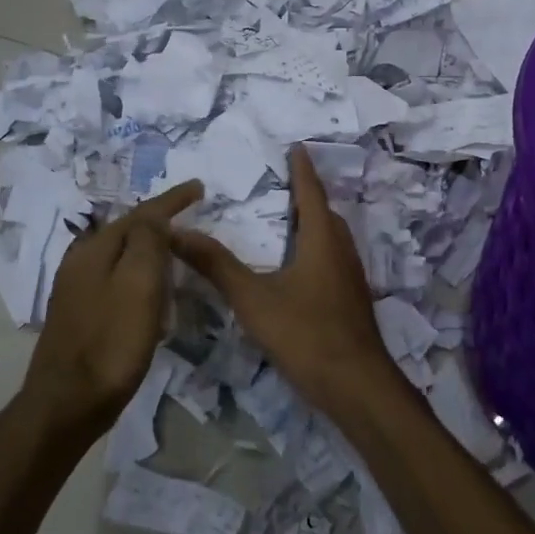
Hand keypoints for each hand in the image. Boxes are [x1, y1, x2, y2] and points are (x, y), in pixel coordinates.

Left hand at [22, 181, 202, 441]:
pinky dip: (137, 271)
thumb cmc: (111, 341)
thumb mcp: (138, 284)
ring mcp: (76, 289)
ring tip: (173, 244)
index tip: (199, 187)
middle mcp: (80, 261)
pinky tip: (147, 286)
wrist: (67, 403)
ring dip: (147, 245)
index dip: (172, 200)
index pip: (141, 213)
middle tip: (188, 213)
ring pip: (119, 253)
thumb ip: (147, 241)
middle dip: (157, 219)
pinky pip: (115, 276)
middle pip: (126, 229)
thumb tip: (153, 216)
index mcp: (95, 249)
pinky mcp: (79, 314)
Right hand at [172, 146, 399, 417]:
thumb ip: (216, 265)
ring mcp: (352, 277)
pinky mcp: (352, 300)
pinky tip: (299, 269)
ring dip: (313, 223)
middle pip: (325, 213)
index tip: (296, 147)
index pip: (311, 192)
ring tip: (288, 220)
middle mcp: (342, 250)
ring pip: (332, 238)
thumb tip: (177, 231)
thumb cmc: (306, 334)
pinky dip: (316, 249)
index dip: (302, 169)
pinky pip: (333, 259)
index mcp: (322, 239)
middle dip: (306, 195)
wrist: (357, 386)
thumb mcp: (254, 299)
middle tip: (283, 183)